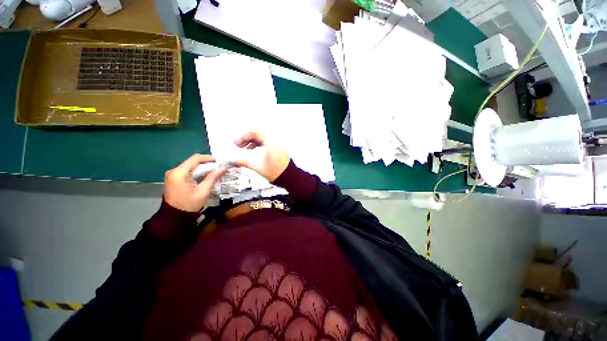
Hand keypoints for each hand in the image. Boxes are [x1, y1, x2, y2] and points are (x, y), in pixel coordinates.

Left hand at [164, 154, 224, 211]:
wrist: (174, 217)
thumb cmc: (189, 204)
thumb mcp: (203, 191)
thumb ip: (212, 177)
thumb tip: (223, 168)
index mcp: (179, 173)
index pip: (195, 158)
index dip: (209, 158)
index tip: (219, 162)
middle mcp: (174, 171)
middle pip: (193, 162)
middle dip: (207, 164)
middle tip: (219, 168)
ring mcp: (173, 175)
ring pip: (191, 166)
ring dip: (203, 168)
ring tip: (215, 172)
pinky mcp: (174, 179)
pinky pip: (188, 171)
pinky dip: (198, 172)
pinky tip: (206, 176)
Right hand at [234, 131, 289, 181]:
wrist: (288, 176)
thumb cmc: (277, 172)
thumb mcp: (257, 166)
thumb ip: (242, 161)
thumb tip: (232, 161)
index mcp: (271, 142)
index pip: (255, 131)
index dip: (243, 135)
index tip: (237, 142)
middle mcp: (275, 140)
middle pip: (257, 132)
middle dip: (246, 137)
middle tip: (238, 144)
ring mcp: (277, 142)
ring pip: (261, 135)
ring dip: (251, 140)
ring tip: (244, 147)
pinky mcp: (277, 146)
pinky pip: (265, 139)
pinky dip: (257, 142)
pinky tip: (252, 148)